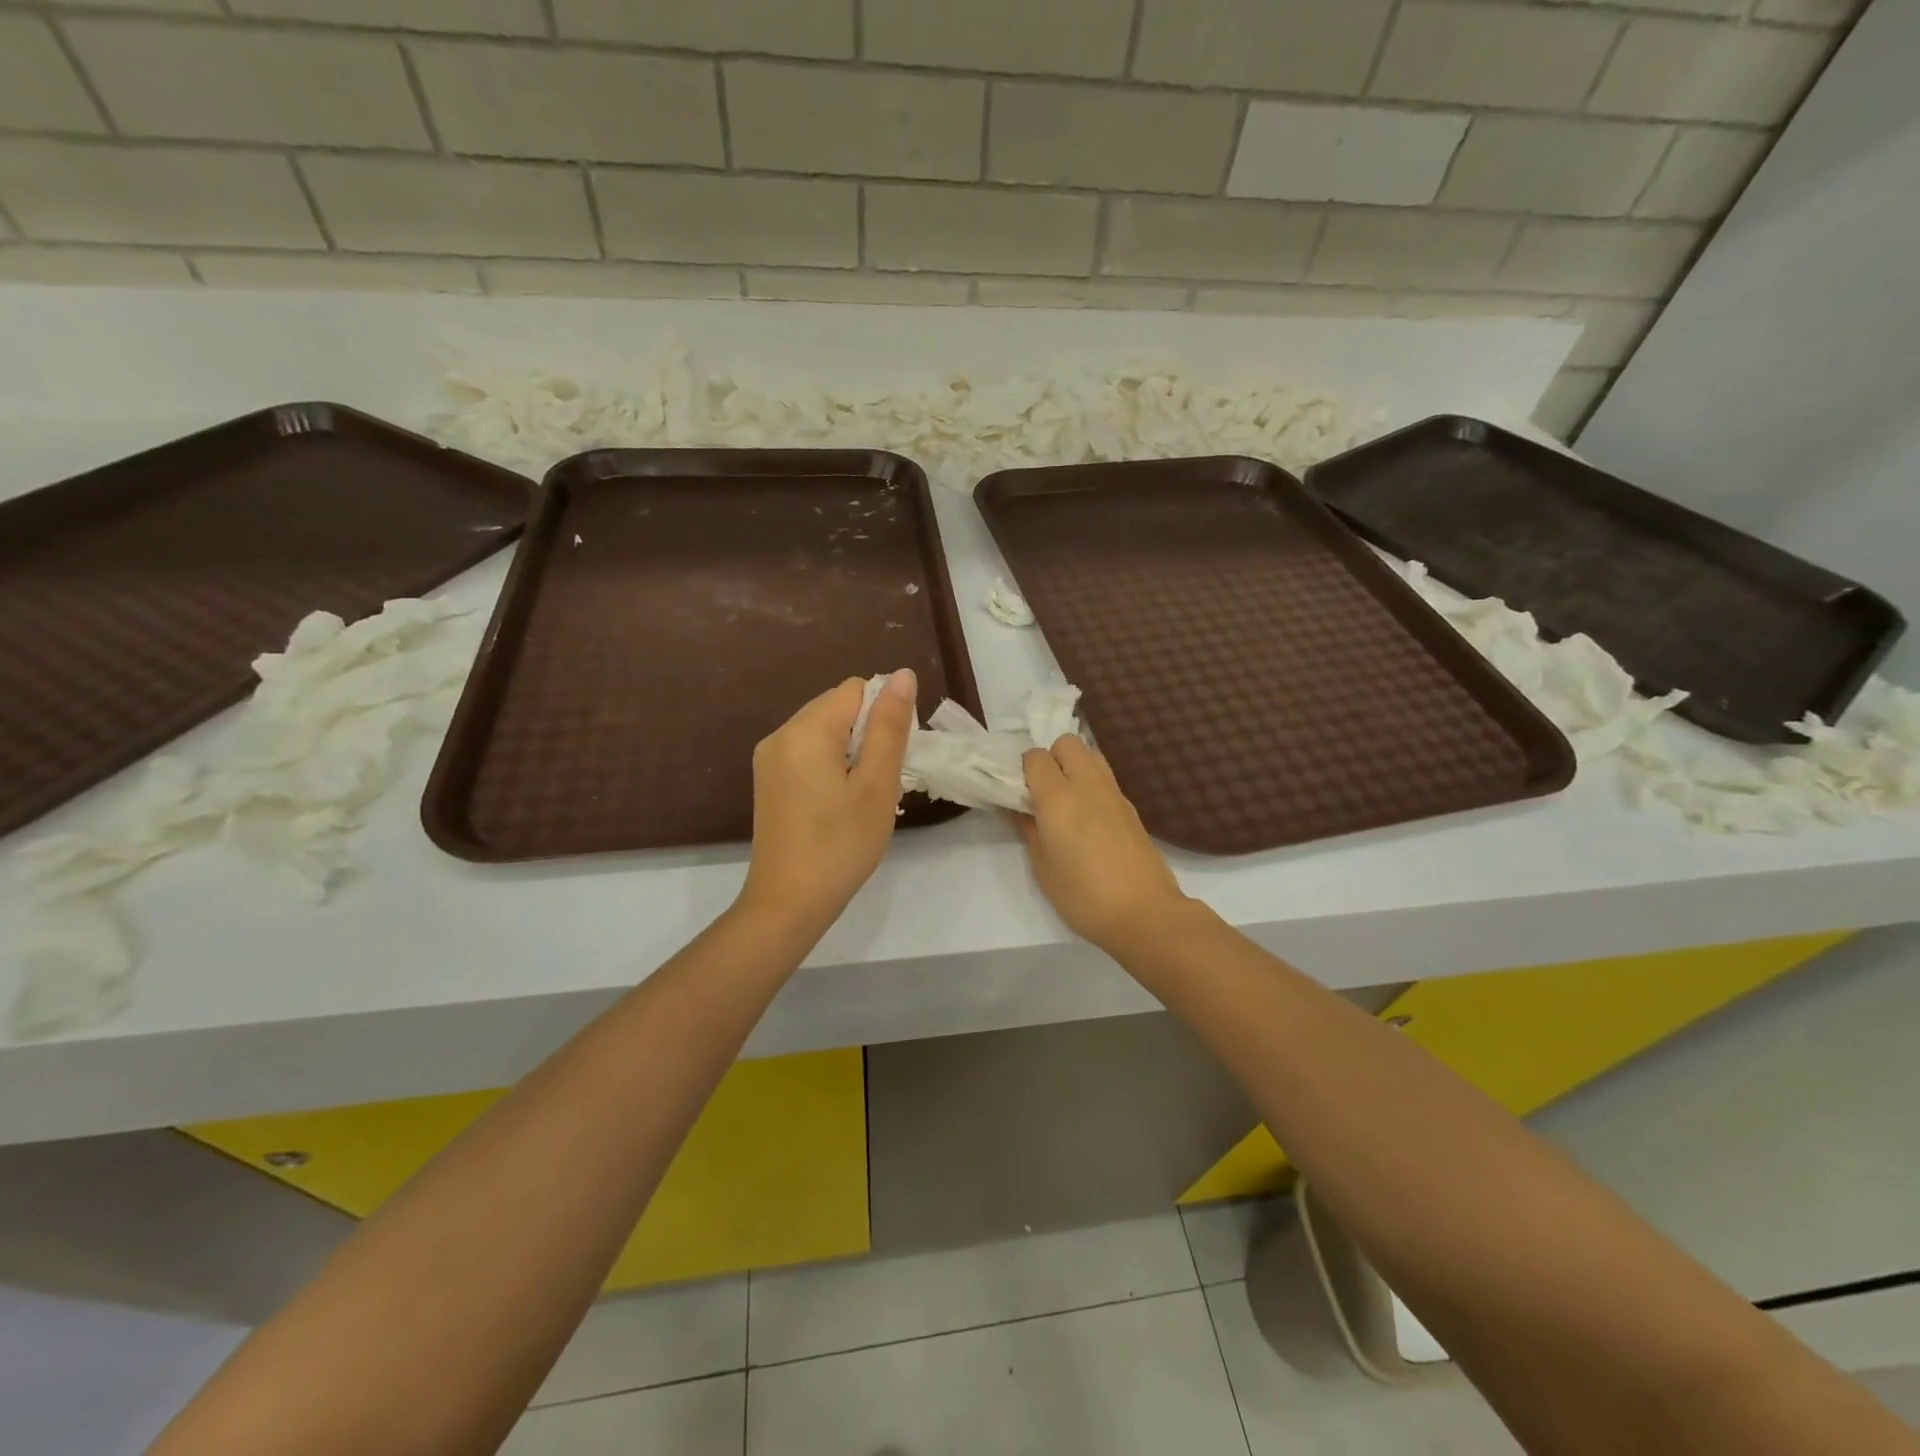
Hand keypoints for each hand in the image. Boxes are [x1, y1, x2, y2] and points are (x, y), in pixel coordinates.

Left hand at [739, 671, 916, 931]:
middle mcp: (780, 734)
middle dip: (867, 735)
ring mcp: (769, 759)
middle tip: (879, 784)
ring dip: (852, 754)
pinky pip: (809, 754)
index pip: (855, 689)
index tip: (890, 759)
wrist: (788, 904)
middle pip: (838, 708)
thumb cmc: (840, 844)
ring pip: (825, 732)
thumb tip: (902, 674)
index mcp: (806, 730)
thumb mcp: (876, 784)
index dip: (882, 716)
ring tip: (861, 799)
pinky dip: (832, 767)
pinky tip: (840, 805)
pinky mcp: (769, 781)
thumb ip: (889, 726)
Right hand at [1014, 736, 1191, 951]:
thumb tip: (1015, 808)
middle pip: (1067, 743)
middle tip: (1042, 792)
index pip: (1035, 757)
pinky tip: (1086, 817)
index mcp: (1058, 797)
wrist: (1144, 913)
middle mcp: (1087, 784)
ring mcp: (1114, 793)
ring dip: (1074, 766)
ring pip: (1090, 754)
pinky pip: (1105, 777)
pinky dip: (1091, 784)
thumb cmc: (1083, 895)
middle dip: (1051, 758)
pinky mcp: (1131, 807)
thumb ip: (1027, 829)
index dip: (1022, 770)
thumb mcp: (1043, 866)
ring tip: (1065, 801)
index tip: (1017, 792)